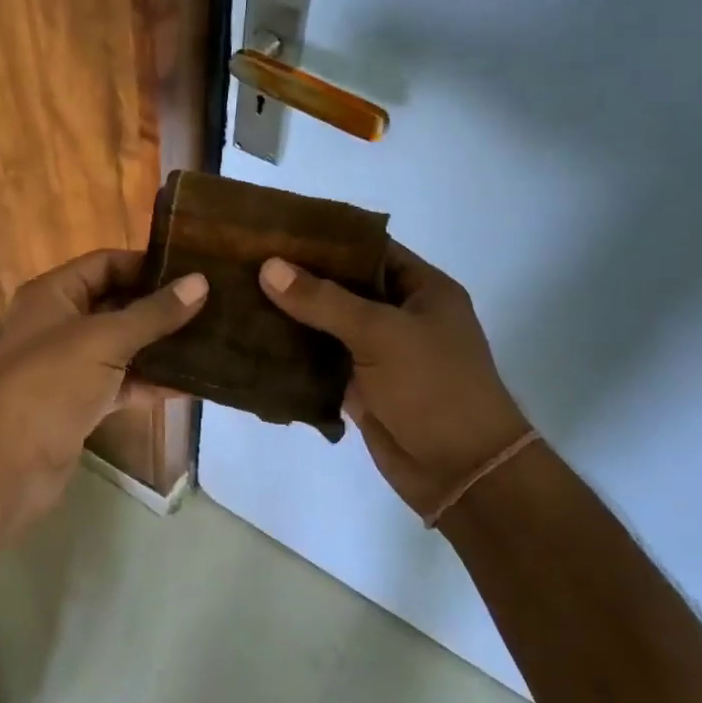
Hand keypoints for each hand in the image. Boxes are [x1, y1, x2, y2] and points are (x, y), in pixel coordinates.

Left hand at [0, 249, 207, 511]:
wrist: (11, 460)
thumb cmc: (52, 382)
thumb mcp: (105, 338)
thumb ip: (154, 313)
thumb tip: (200, 282)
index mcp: (52, 294)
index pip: (104, 264)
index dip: (146, 265)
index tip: (192, 271)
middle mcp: (58, 324)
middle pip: (115, 304)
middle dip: (159, 307)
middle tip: (211, 304)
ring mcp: (69, 365)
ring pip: (122, 346)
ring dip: (159, 346)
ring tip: (210, 340)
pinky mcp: (81, 402)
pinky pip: (122, 383)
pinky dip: (150, 382)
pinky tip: (191, 383)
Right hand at [259, 243, 530, 520]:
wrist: (460, 470)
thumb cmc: (433, 387)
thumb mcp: (381, 333)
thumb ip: (324, 300)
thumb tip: (269, 267)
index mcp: (422, 290)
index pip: (369, 250)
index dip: (326, 240)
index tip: (277, 232)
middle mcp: (402, 317)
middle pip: (345, 288)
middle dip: (301, 279)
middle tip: (248, 263)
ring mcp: (381, 355)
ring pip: (329, 327)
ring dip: (292, 318)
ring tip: (241, 297)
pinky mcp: (362, 388)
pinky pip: (323, 363)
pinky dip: (295, 356)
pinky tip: (255, 342)